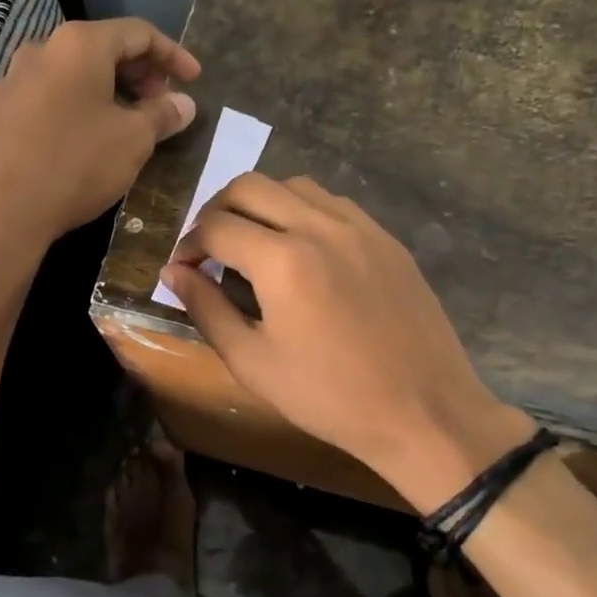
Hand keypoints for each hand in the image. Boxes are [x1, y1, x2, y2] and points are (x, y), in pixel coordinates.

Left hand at [0, 18, 199, 252]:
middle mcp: (38, 51)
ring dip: (103, 93)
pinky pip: (41, 101)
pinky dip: (70, 110)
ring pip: (68, 76)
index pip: (138, 33)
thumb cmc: (75, 165)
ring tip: (123, 124)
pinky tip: (78, 142)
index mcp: (78, 45)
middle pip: (99, 49)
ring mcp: (6, 82)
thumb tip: (183, 103)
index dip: (172, 54)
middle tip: (160, 104)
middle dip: (137, 74)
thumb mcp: (133, 141)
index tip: (194, 80)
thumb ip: (162, 115)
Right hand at [161, 174, 532, 510]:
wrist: (423, 411)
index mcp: (282, 260)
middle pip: (250, 186)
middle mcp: (319, 226)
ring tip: (254, 243)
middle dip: (217, 209)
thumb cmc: (329, 397)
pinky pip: (332, 202)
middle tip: (210, 247)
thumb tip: (173, 272)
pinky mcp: (385, 237)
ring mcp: (359, 226)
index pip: (216, 225)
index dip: (189, 243)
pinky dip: (302, 211)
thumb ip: (206, 309)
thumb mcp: (253, 362)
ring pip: (293, 185)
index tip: (184, 268)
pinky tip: (302, 248)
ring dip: (261, 203)